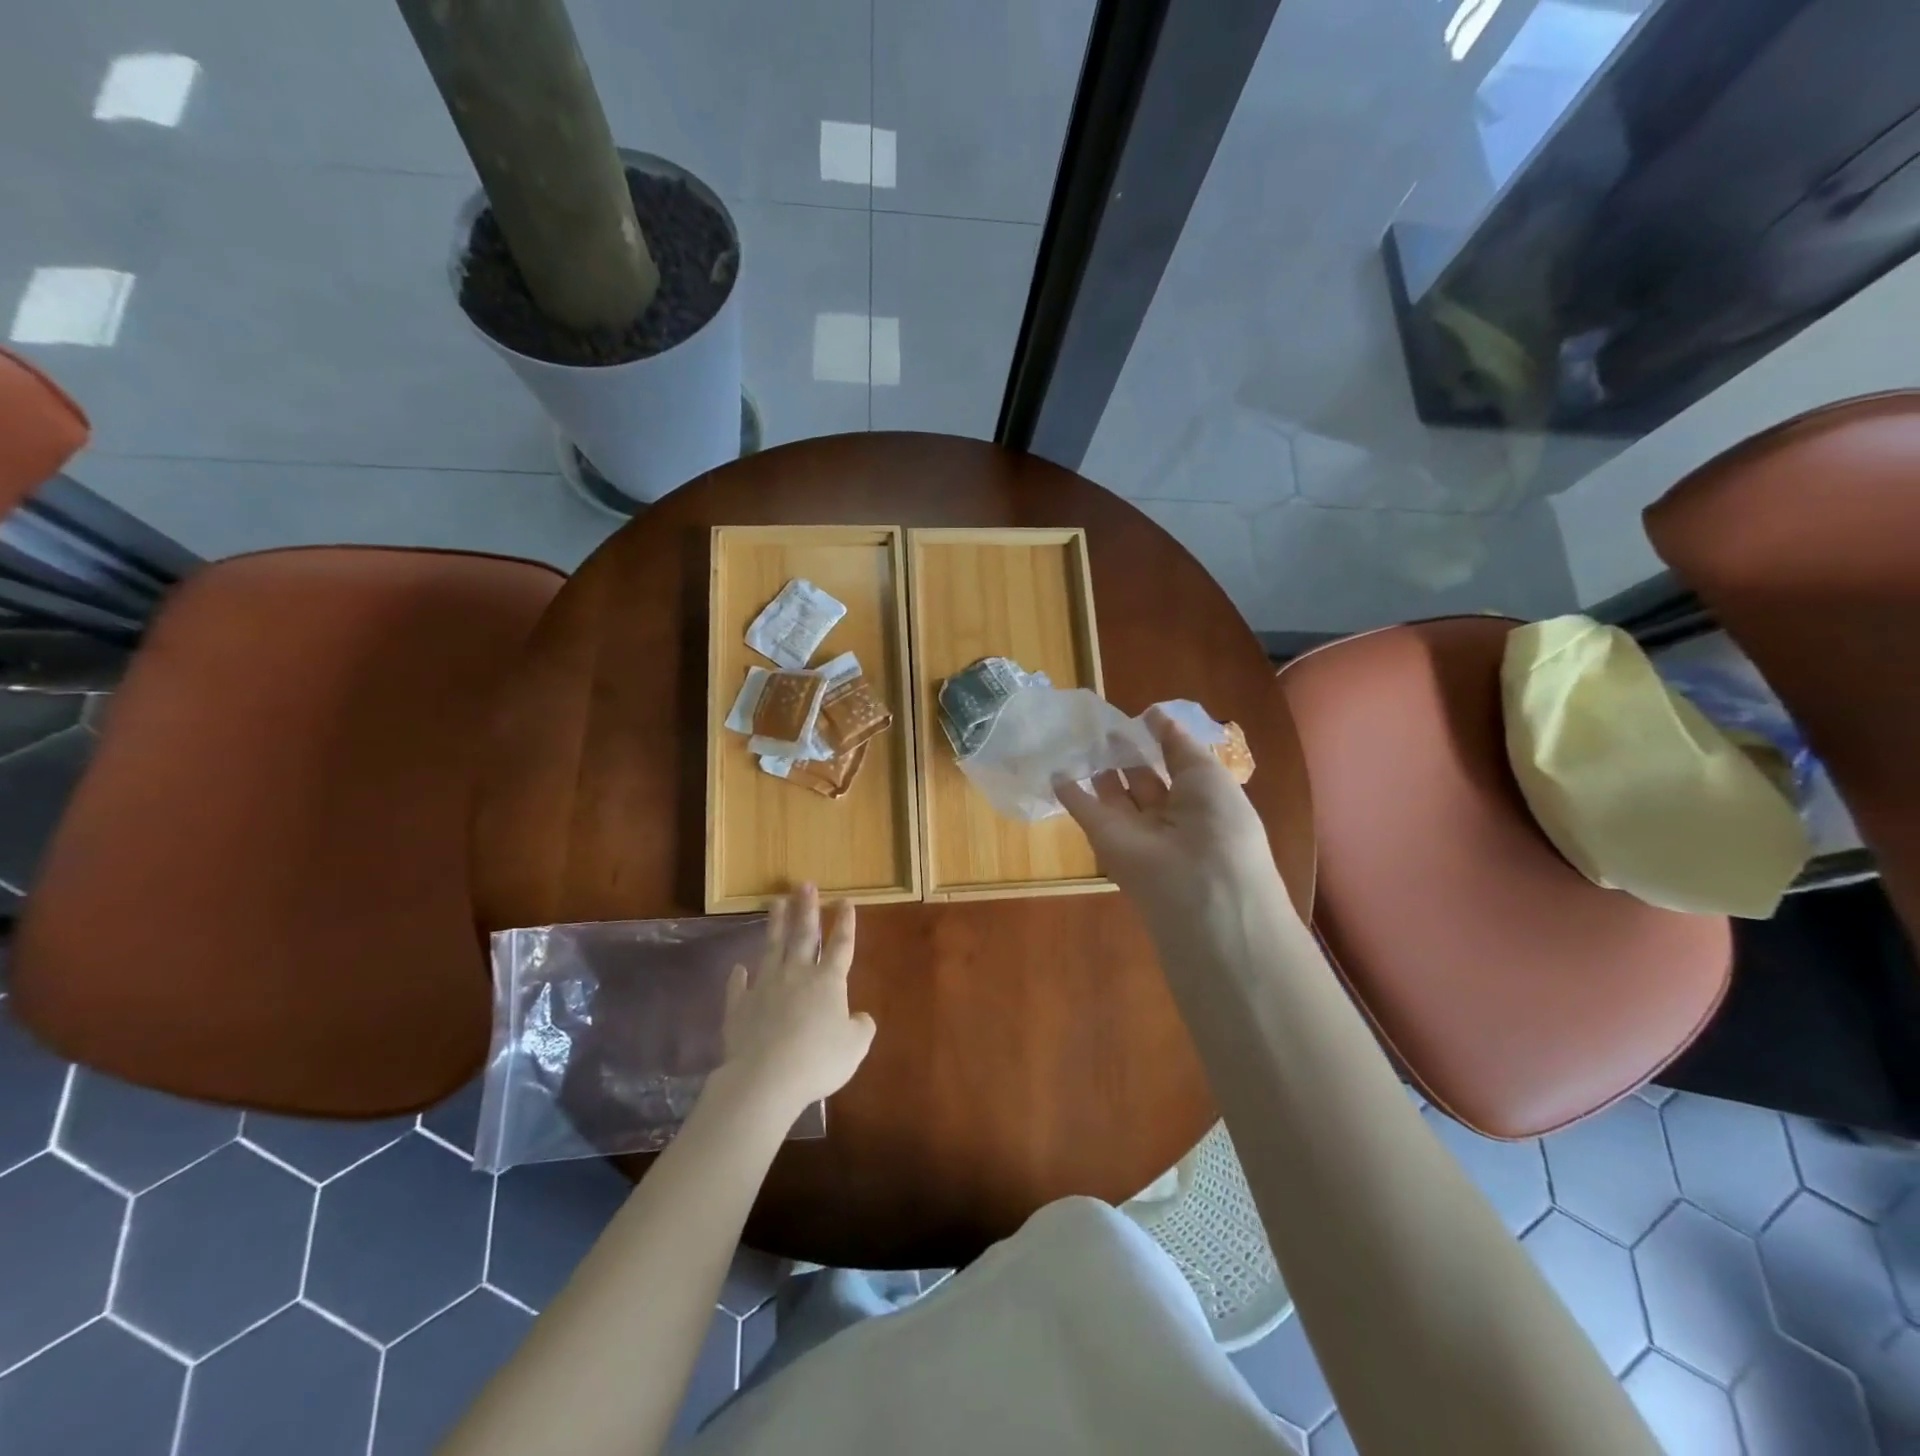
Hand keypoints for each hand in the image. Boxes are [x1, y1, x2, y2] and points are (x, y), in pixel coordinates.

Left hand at [720, 885, 875, 1116]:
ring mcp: (766, 988)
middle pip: (803, 935)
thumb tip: (860, 1017)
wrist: (766, 1078)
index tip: (846, 901)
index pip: (840, 945)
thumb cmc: (818, 1060)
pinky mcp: (740, 1007)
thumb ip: (861, 1028)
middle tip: (805, 885)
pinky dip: (739, 977)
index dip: (845, 923)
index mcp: (828, 982)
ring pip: (772, 949)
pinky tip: (738, 968)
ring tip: (776, 902)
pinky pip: (739, 987)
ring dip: (775, 925)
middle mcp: (797, 975)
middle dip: (806, 909)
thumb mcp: (854, 1047)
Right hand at [1056, 708, 1291, 943]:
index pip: (1177, 768)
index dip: (1159, 744)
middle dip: (1127, 754)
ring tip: (1081, 738)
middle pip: (1143, 780)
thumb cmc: (1219, 824)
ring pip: (1114, 794)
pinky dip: (1069, 793)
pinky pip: (1085, 811)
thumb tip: (1153, 713)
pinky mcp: (1105, 840)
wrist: (1199, 889)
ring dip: (1100, 769)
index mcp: (1202, 802)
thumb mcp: (1208, 774)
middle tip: (1106, 727)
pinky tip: (1055, 771)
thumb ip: (1177, 744)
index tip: (1139, 718)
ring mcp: (1135, 830)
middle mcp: (1168, 817)